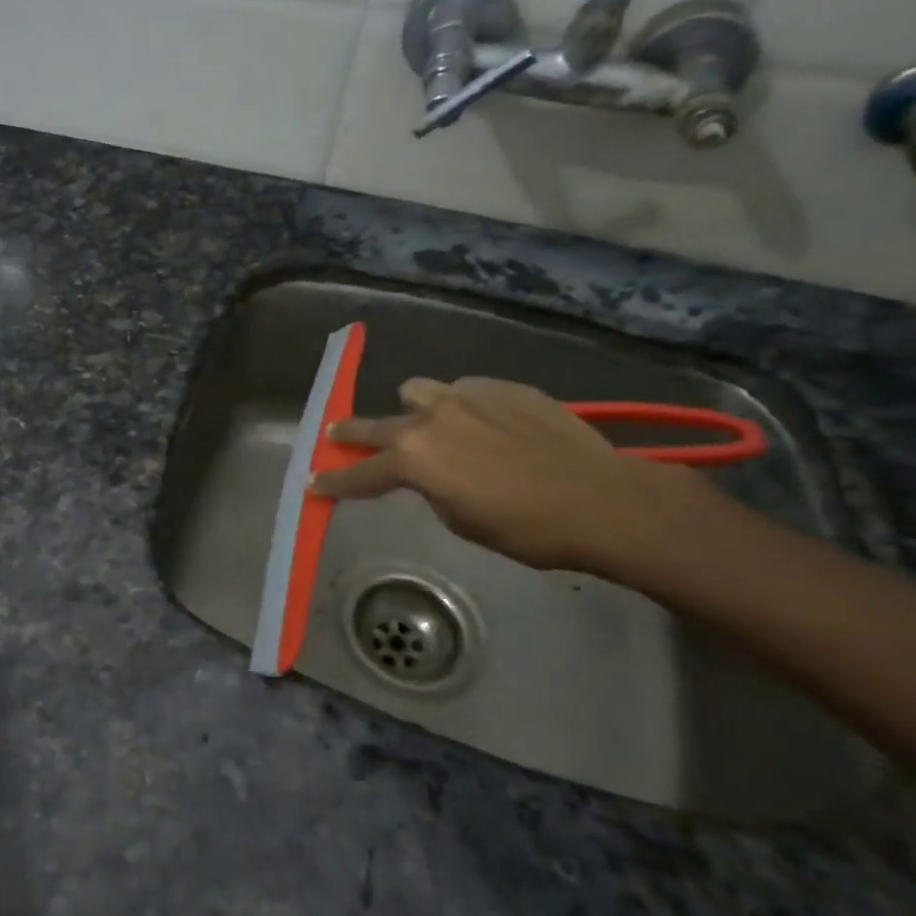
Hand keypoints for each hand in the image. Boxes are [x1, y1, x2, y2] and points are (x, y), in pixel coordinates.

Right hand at [309, 376, 688, 571]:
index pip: (359, 473)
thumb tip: (430, 474)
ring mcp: (465, 395)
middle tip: (337, 436)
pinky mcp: (501, 387)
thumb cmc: (526, 529)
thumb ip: (431, 489)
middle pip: (374, 423)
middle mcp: (429, 418)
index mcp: (413, 459)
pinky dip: (463, 407)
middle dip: (352, 434)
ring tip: (432, 426)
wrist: (602, 499)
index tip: (313, 484)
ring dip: (414, 410)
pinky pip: (465, 390)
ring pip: (418, 391)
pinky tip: (487, 425)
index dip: (334, 482)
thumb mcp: (462, 520)